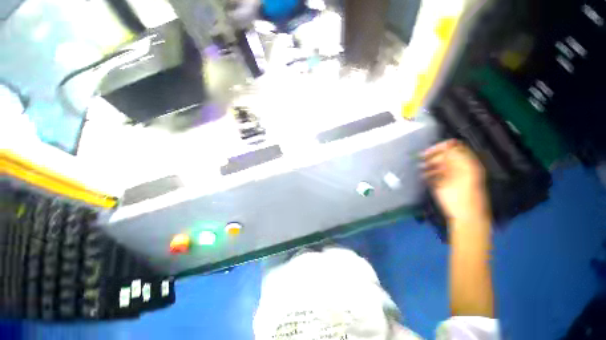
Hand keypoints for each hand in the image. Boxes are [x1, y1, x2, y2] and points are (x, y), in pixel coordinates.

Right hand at [422, 139, 489, 222]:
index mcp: (466, 164)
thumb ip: (454, 160)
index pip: (454, 148)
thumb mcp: (460, 175)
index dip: (441, 147)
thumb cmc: (462, 196)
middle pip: (445, 156)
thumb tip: (446, 146)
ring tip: (421, 168)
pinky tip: (424, 176)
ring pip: (438, 165)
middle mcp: (459, 168)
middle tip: (421, 160)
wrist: (465, 217)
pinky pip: (435, 174)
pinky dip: (429, 173)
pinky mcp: (444, 184)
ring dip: (429, 165)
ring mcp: (451, 176)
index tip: (427, 151)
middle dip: (432, 156)